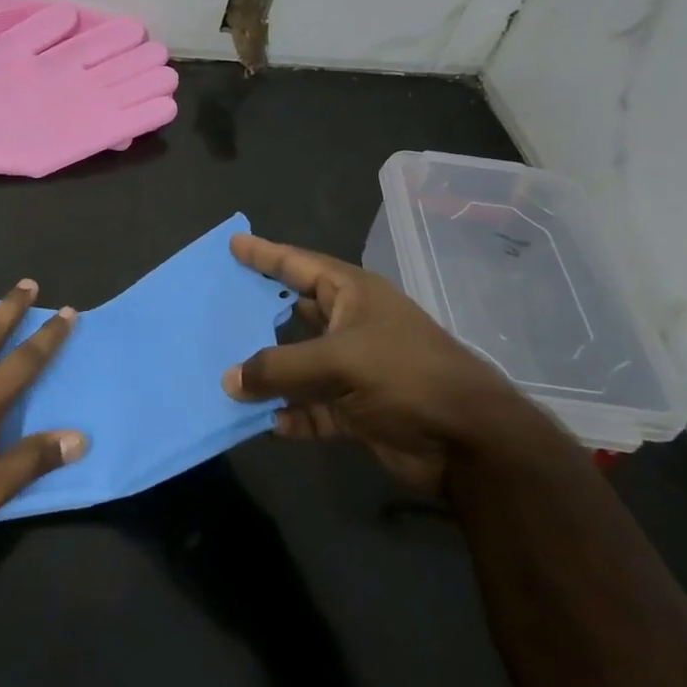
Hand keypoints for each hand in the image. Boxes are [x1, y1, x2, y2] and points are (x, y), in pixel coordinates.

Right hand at [222, 232, 542, 491]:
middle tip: (217, 307)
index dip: (265, 254)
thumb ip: (279, 368)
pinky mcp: (357, 410)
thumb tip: (228, 380)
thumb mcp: (339, 361)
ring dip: (269, 374)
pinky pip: (312, 408)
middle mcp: (351, 326)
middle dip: (259, 314)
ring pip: (298, 366)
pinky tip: (267, 422)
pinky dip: (292, 414)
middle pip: (294, 313)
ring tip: (226, 372)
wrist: (470, 442)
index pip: (299, 265)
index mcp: (353, 295)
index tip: (233, 243)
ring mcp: (355, 370)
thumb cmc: (406, 376)